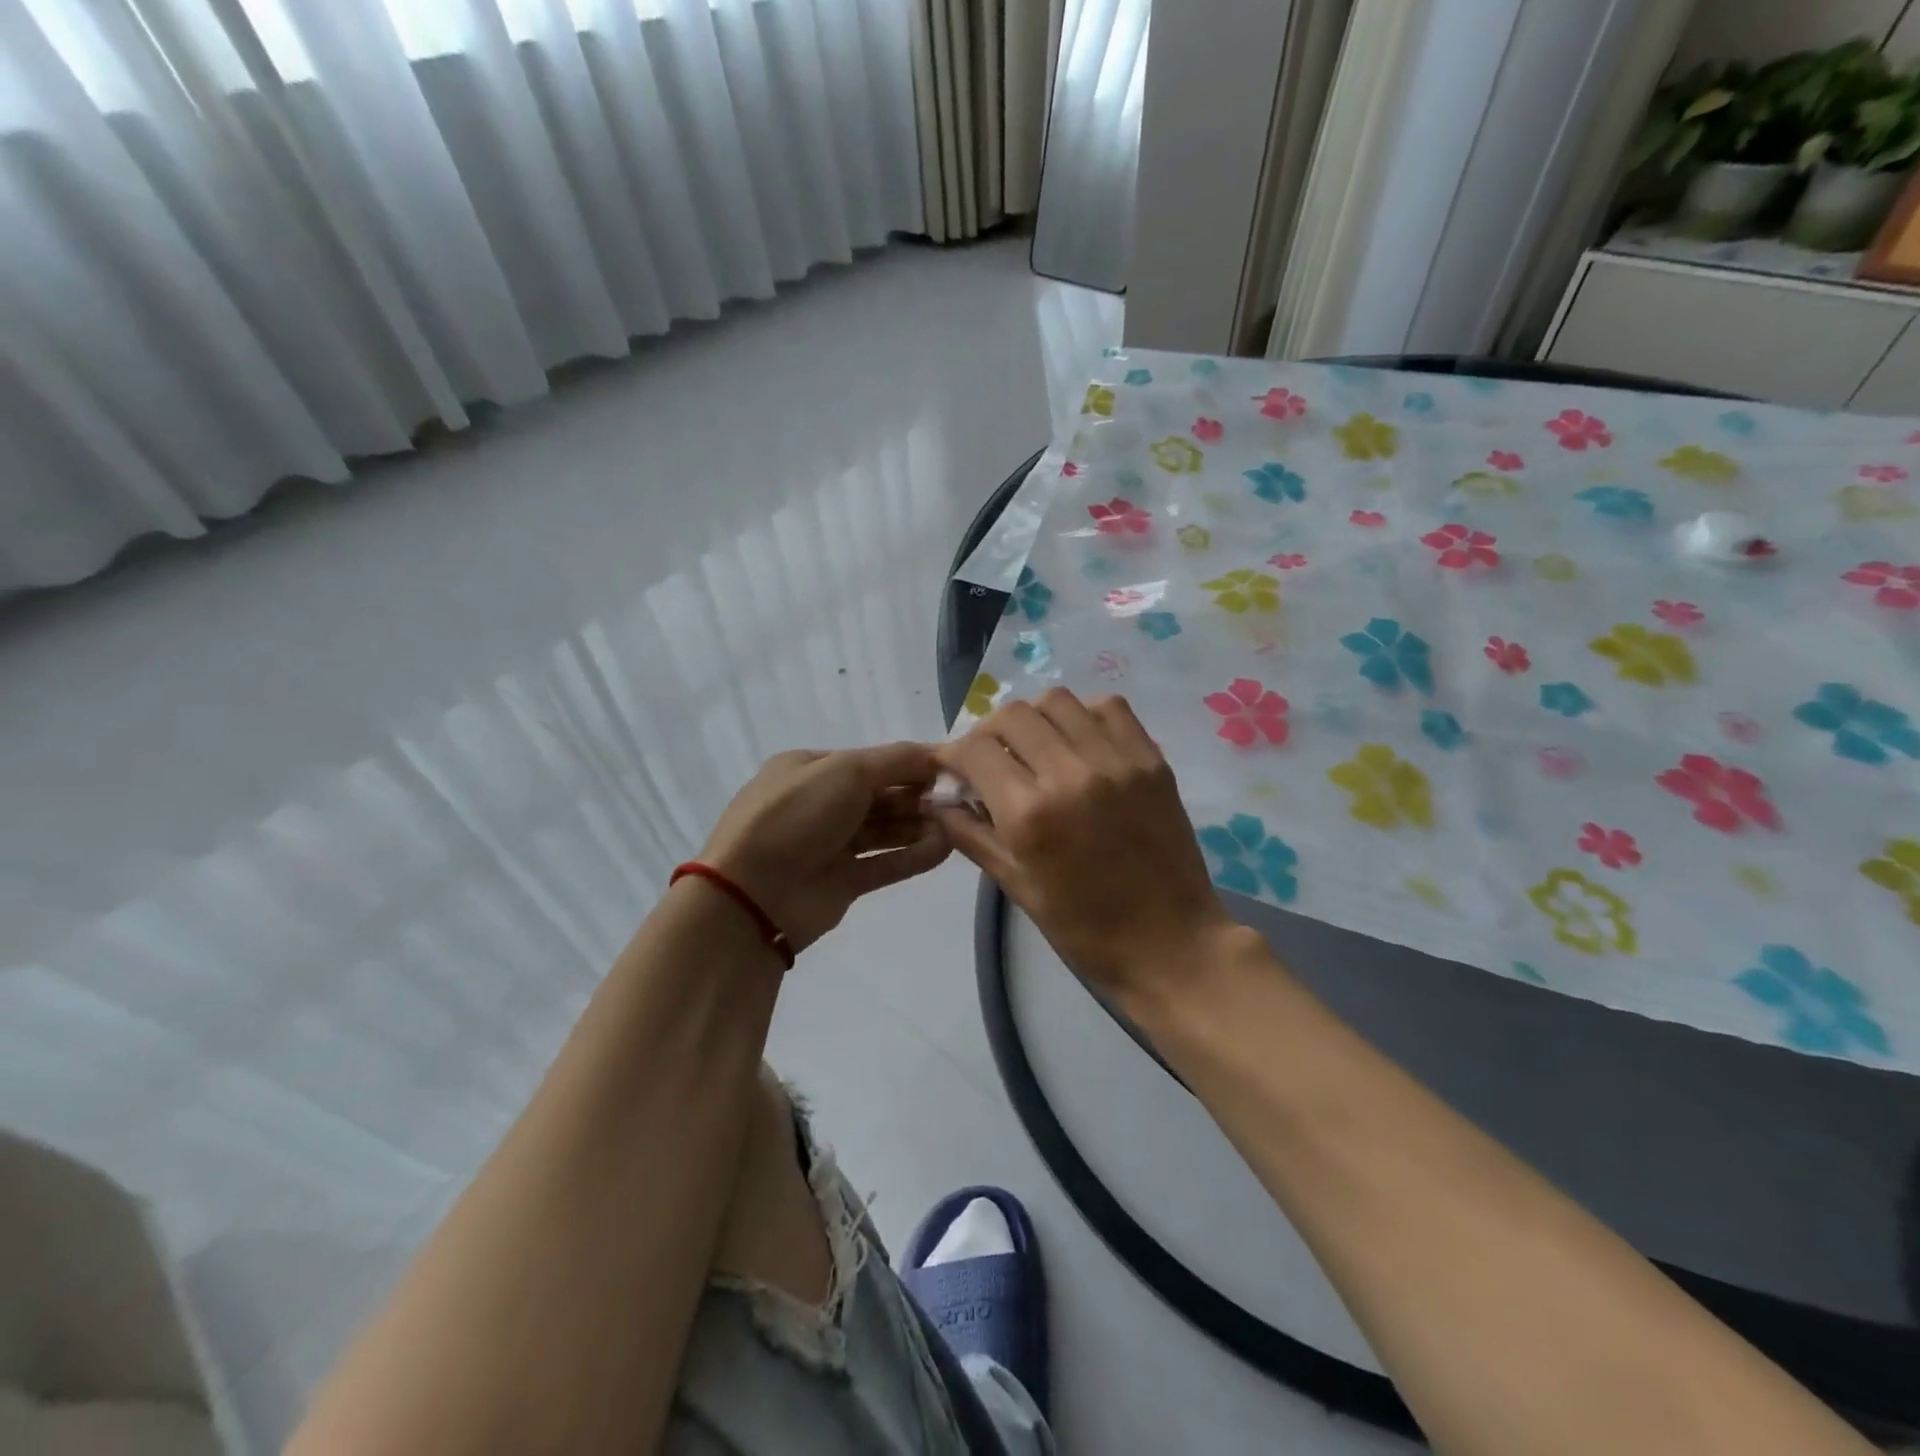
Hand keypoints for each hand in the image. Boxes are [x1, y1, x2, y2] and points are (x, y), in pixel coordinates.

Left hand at [698, 744, 951, 952]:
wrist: (752, 893)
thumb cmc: (797, 815)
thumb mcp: (846, 771)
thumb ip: (897, 761)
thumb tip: (936, 755)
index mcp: (812, 770)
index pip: (872, 762)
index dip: (911, 764)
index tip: (950, 769)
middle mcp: (821, 804)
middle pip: (881, 796)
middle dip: (919, 796)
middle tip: (959, 800)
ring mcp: (831, 845)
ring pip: (886, 830)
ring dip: (920, 825)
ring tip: (957, 825)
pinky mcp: (843, 881)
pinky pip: (885, 864)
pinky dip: (913, 855)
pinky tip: (944, 849)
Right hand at [931, 688, 1238, 1003]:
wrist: (1171, 945)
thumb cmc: (1085, 930)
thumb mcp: (1017, 886)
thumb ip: (971, 834)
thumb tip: (937, 800)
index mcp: (1030, 814)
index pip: (975, 750)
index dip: (953, 753)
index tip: (953, 767)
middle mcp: (1070, 774)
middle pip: (1013, 715)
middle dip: (989, 733)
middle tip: (991, 759)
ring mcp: (1116, 762)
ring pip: (1058, 701)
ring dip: (1034, 719)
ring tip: (1035, 747)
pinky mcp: (1151, 760)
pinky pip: (1109, 707)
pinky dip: (1083, 715)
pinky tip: (1078, 742)